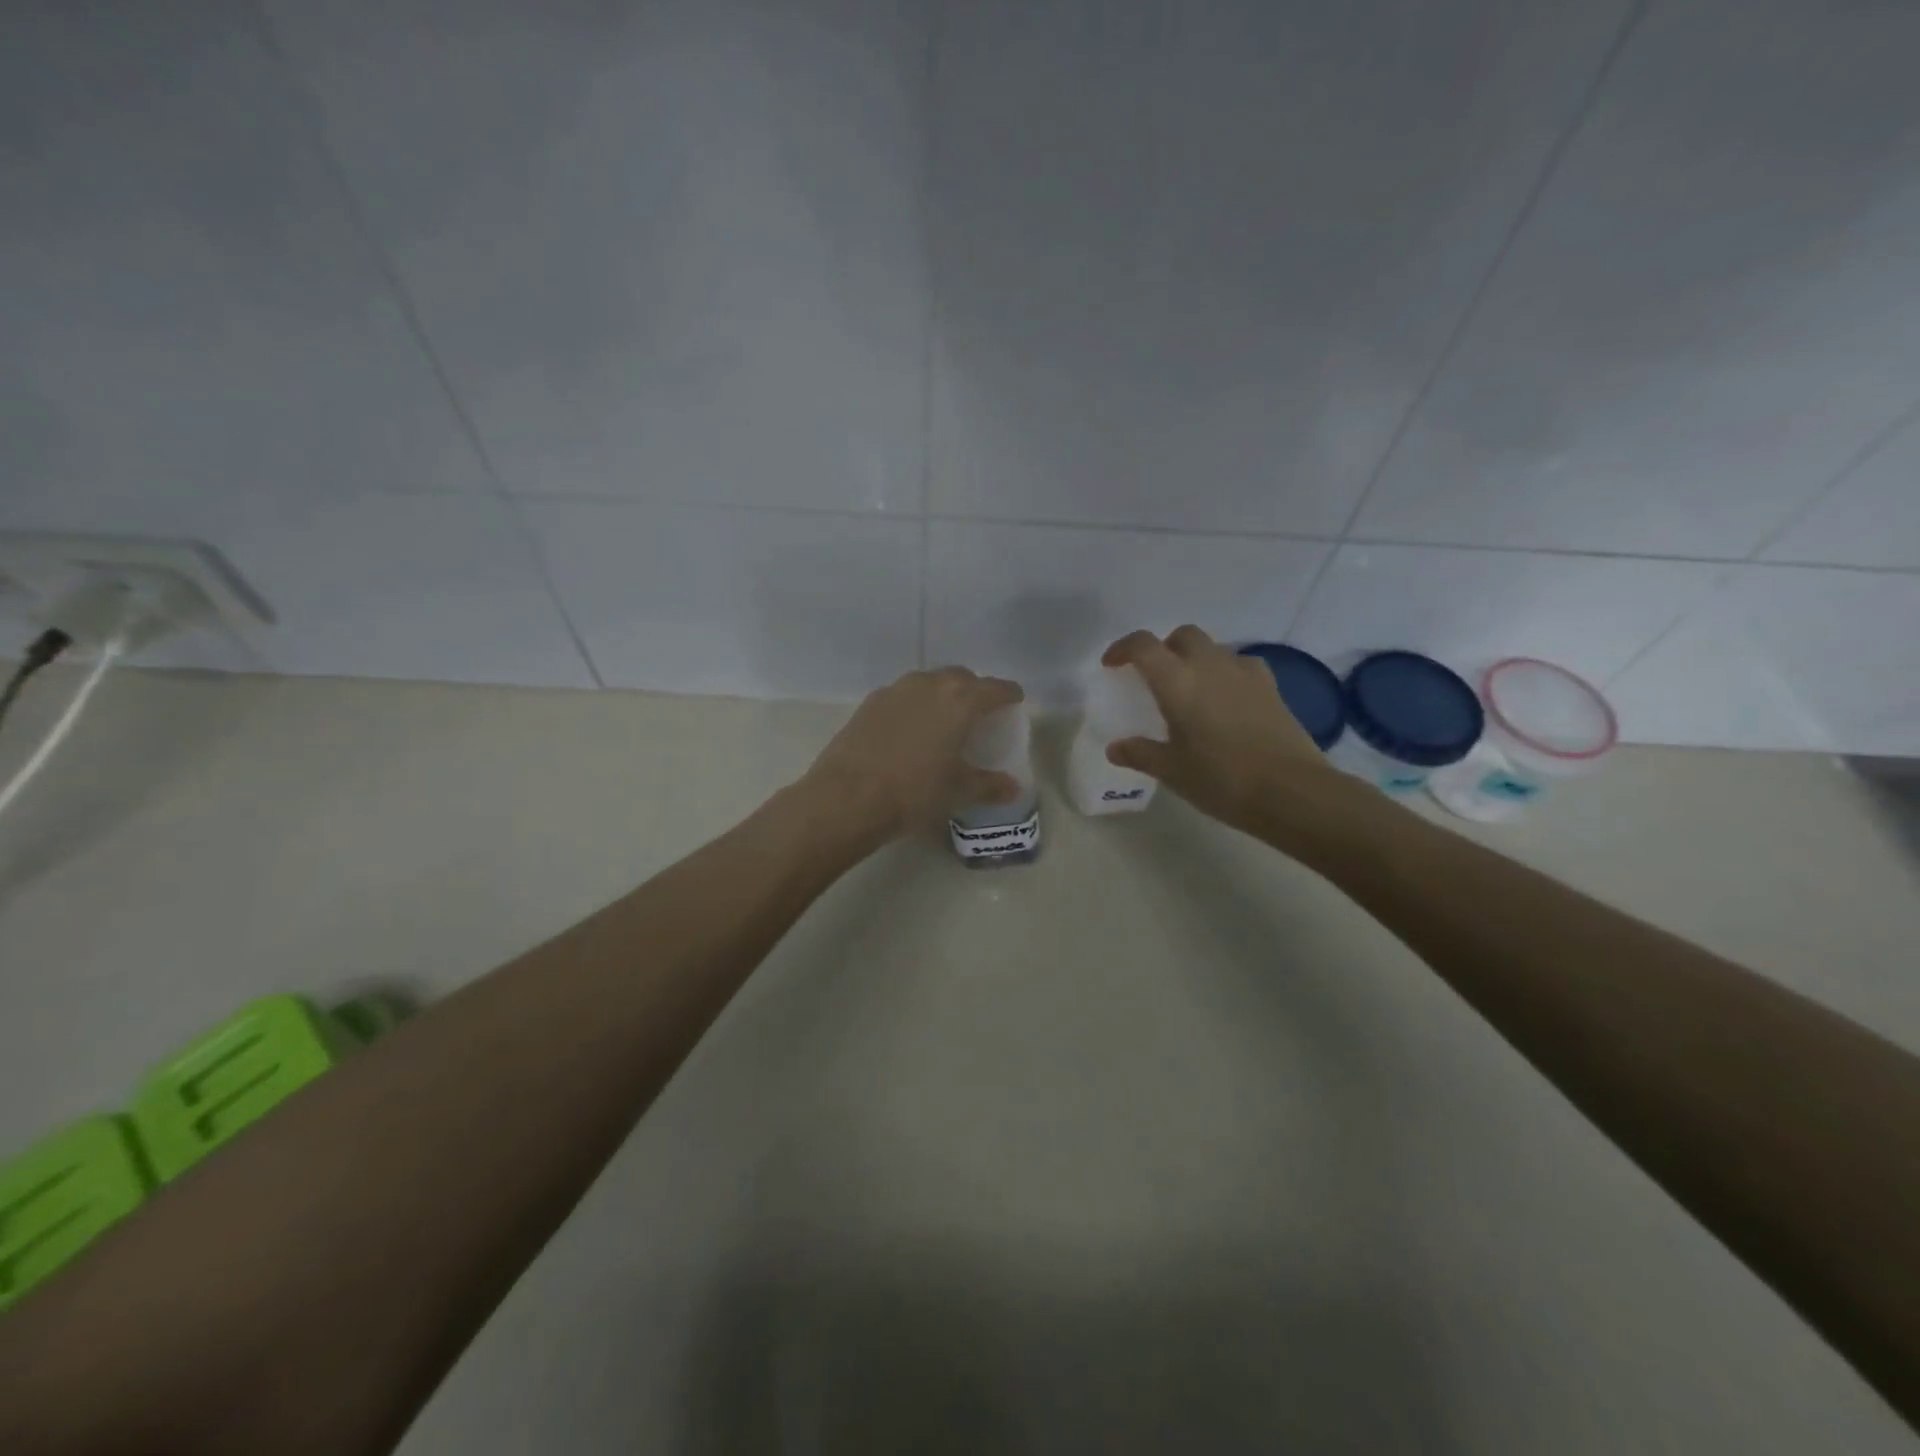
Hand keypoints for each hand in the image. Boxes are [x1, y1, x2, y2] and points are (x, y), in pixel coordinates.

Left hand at [804, 667, 1024, 843]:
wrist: (847, 797)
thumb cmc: (915, 791)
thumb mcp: (958, 791)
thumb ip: (990, 785)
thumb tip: (1013, 788)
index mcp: (960, 700)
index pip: (996, 688)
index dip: (1009, 695)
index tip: (1014, 703)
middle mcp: (929, 684)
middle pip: (961, 678)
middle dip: (974, 691)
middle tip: (978, 715)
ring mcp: (896, 690)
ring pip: (929, 683)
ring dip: (942, 696)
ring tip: (943, 722)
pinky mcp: (869, 702)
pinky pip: (903, 696)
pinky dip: (914, 707)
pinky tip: (910, 732)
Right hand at [1101, 626, 1344, 838]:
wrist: (1291, 791)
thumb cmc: (1221, 779)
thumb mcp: (1172, 771)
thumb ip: (1140, 753)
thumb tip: (1116, 748)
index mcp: (1177, 682)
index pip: (1143, 646)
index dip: (1123, 649)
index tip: (1112, 665)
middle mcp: (1210, 666)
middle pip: (1182, 636)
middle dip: (1163, 648)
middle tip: (1153, 676)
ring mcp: (1245, 673)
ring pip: (1213, 648)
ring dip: (1195, 659)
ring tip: (1189, 691)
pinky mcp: (1271, 687)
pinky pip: (1240, 665)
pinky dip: (1225, 673)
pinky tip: (1225, 699)